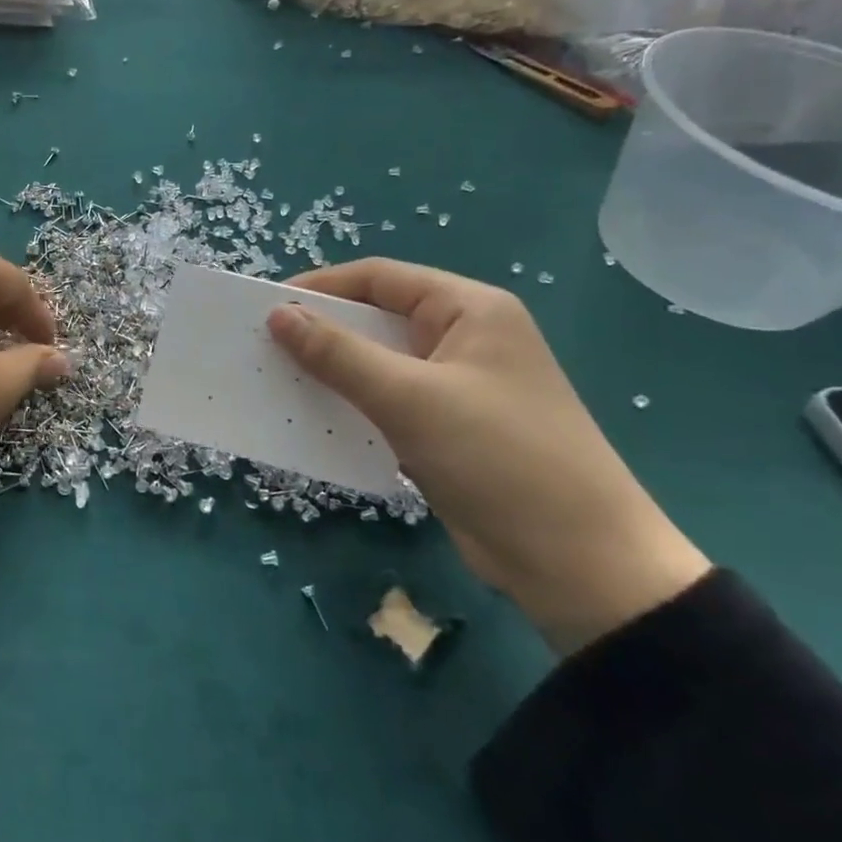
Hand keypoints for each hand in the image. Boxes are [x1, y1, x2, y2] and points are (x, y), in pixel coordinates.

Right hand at [266, 259, 710, 654]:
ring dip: (332, 371)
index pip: (381, 278)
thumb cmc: (498, 458)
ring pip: (379, 364)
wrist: (578, 563)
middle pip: (378, 319)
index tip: (266, 306)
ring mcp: (457, 387)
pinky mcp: (448, 430)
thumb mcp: (410, 398)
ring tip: (277, 380)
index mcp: (469, 310)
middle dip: (321, 331)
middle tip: (263, 345)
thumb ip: (339, 353)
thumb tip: (278, 314)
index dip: (321, 287)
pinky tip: (313, 418)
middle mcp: (464, 339)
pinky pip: (387, 403)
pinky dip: (351, 405)